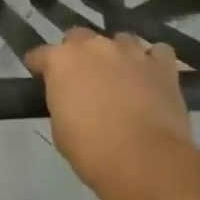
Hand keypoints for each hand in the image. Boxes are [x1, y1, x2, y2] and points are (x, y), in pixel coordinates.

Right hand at [27, 29, 196, 199]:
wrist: (145, 162)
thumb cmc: (93, 151)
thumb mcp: (60, 130)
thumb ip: (62, 102)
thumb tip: (71, 98)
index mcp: (62, 61)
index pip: (41, 54)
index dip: (39, 65)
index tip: (38, 73)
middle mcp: (94, 46)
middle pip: (80, 37)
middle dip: (79, 53)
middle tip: (83, 77)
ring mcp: (130, 52)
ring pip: (120, 40)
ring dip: (117, 55)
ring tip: (122, 76)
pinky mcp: (161, 66)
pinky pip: (159, 53)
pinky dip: (155, 61)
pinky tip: (153, 76)